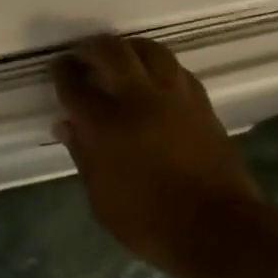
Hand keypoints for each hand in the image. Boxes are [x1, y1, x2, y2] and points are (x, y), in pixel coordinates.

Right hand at [51, 34, 262, 277]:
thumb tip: (67, 125)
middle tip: (83, 56)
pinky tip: (153, 78)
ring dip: (128, 48)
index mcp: (104, 126)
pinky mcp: (201, 103)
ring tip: (119, 58)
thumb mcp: (101, 198)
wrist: (218, 229)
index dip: (62, 72)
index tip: (58, 69)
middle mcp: (138, 101)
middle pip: (111, 52)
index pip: (74, 85)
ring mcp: (174, 98)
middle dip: (91, 48)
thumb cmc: (149, 221)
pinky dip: (158, 66)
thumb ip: (82, 155)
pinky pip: (176, 69)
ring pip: (149, 50)